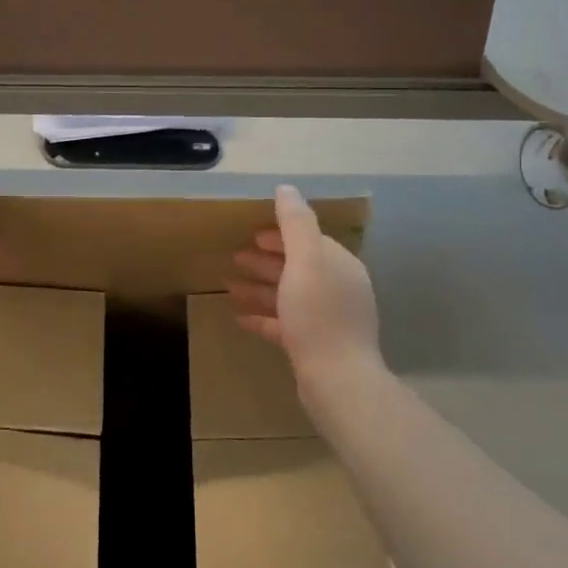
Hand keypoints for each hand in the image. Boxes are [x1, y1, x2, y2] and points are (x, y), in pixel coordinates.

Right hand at [229, 184, 381, 384]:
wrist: (337, 379)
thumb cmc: (319, 314)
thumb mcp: (306, 260)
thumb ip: (295, 223)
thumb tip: (286, 188)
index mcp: (339, 265)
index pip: (309, 241)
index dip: (280, 235)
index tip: (252, 234)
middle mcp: (337, 288)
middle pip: (296, 267)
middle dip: (266, 260)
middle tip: (235, 257)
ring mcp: (326, 319)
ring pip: (287, 295)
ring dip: (259, 287)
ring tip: (229, 285)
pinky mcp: (313, 345)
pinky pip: (283, 324)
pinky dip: (262, 317)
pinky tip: (238, 317)